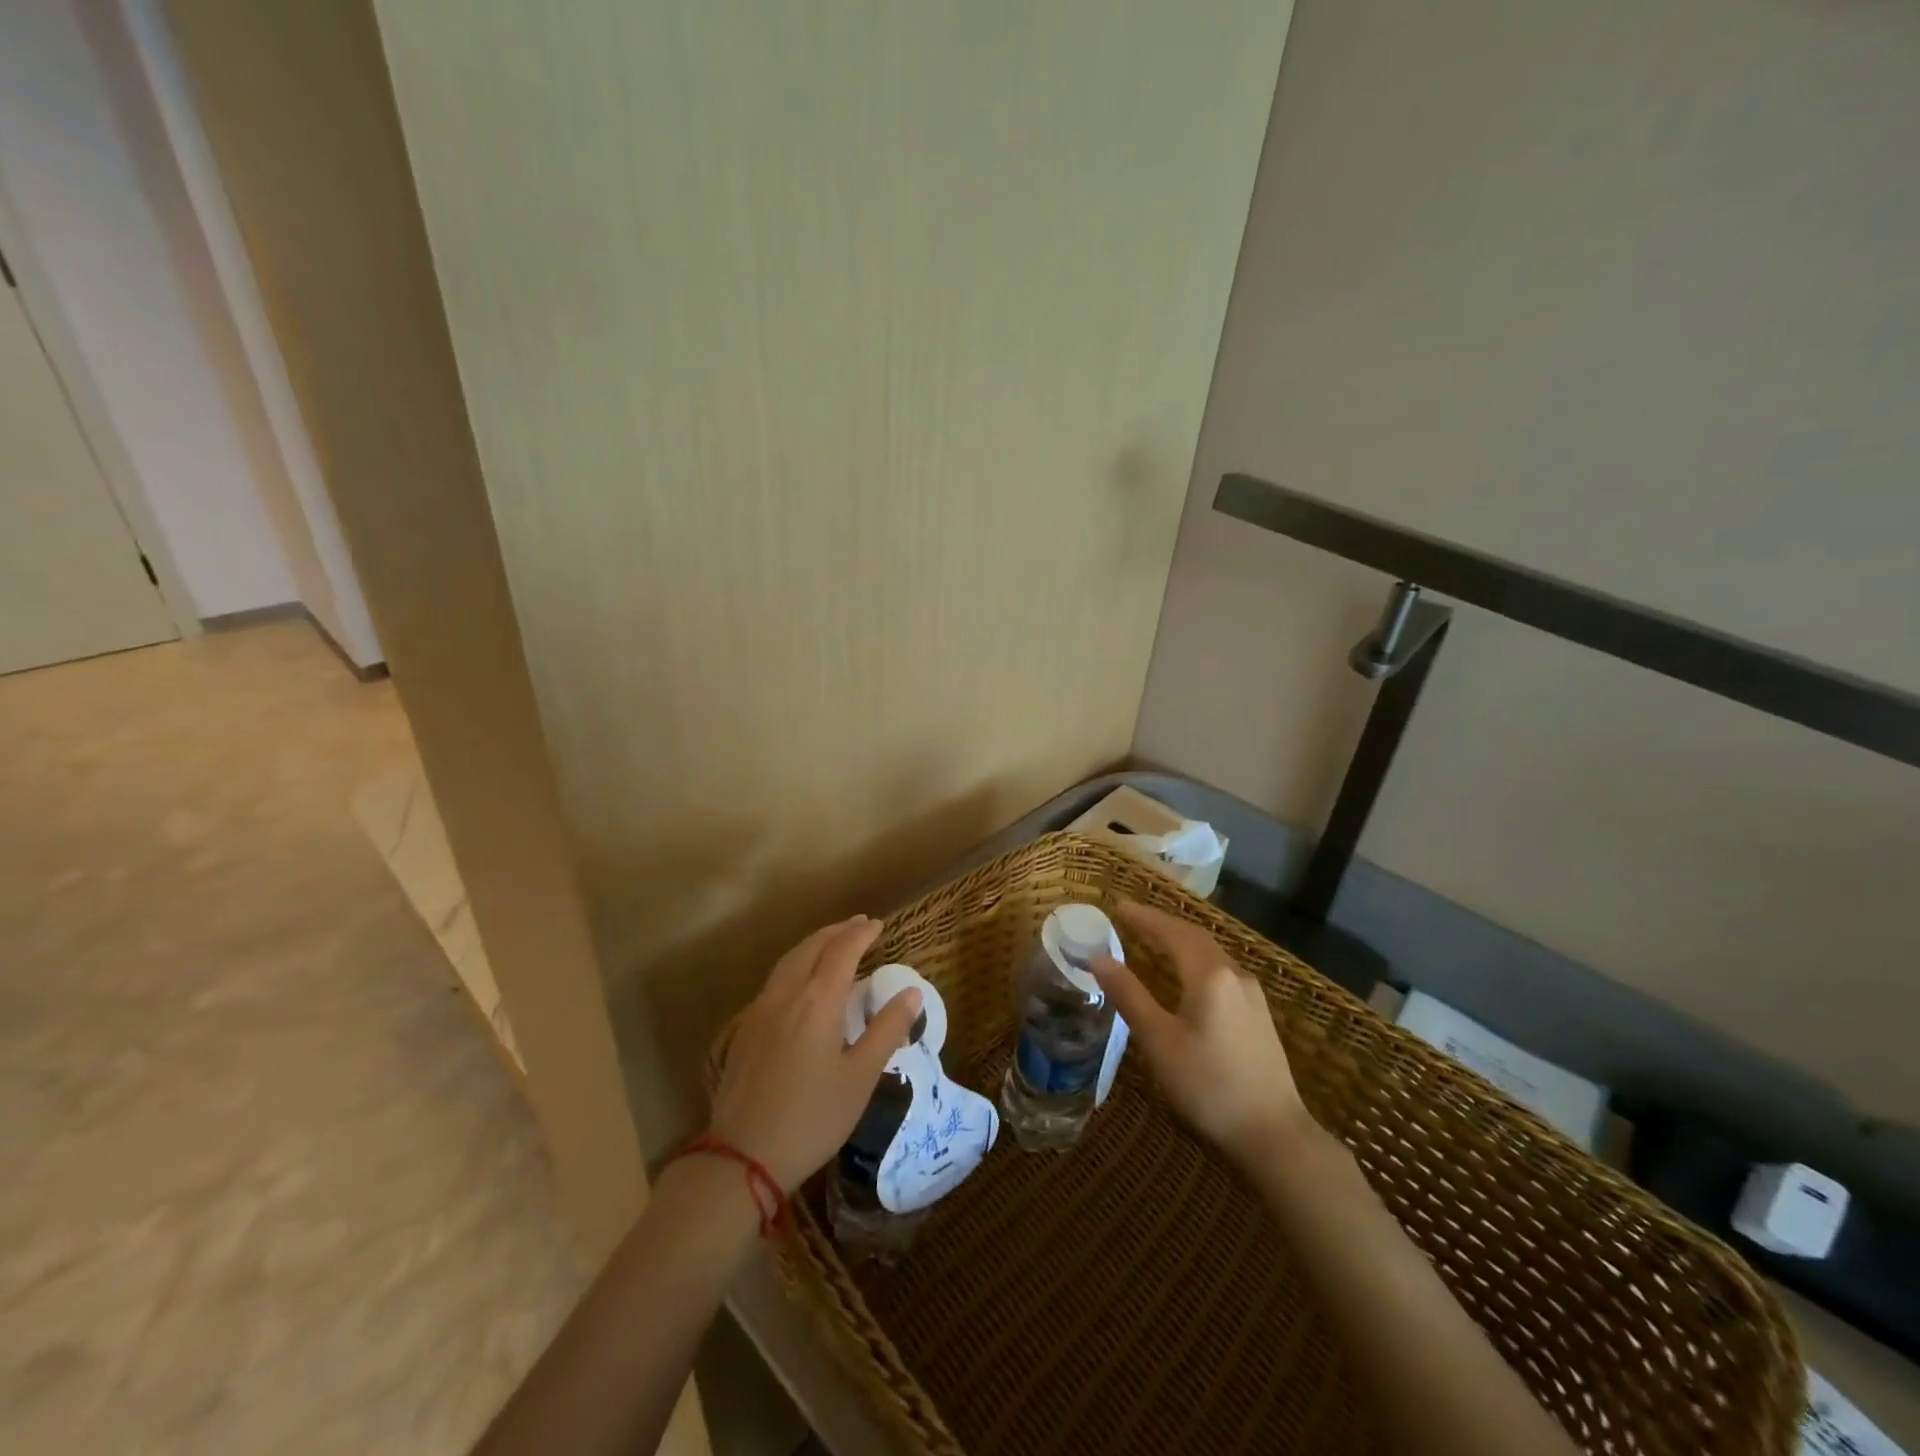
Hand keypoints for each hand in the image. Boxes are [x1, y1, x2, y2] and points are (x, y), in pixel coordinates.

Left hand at [709, 916, 921, 1192]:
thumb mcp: (861, 1077)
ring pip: (789, 960)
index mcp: (818, 1000)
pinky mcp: (744, 1029)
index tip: (879, 925)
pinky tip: (801, 982)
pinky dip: (795, 964)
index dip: (862, 934)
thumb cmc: (813, 1118)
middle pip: (812, 947)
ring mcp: (760, 1010)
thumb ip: (887, 1030)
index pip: (843, 950)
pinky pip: (774, 980)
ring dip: (814, 944)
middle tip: (859, 925)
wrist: (742, 1156)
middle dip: (837, 931)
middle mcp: (786, 994)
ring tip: (832, 943)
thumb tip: (912, 993)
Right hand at [1092, 901, 1313, 1171]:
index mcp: (1208, 975)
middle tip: (1131, 918)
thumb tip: (1098, 958)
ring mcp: (1252, 994)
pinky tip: (1187, 975)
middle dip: (1162, 924)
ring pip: (1211, 953)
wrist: (1275, 1135)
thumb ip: (1129, 995)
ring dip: (1181, 940)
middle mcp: (1234, 974)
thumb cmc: (1208, 1085)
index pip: (1172, 932)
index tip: (1118, 906)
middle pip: (1194, 936)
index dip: (1144, 917)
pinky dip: (1196, 959)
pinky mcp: (1259, 1014)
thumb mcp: (1159, 1041)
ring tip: (1154, 940)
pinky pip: (1221, 970)